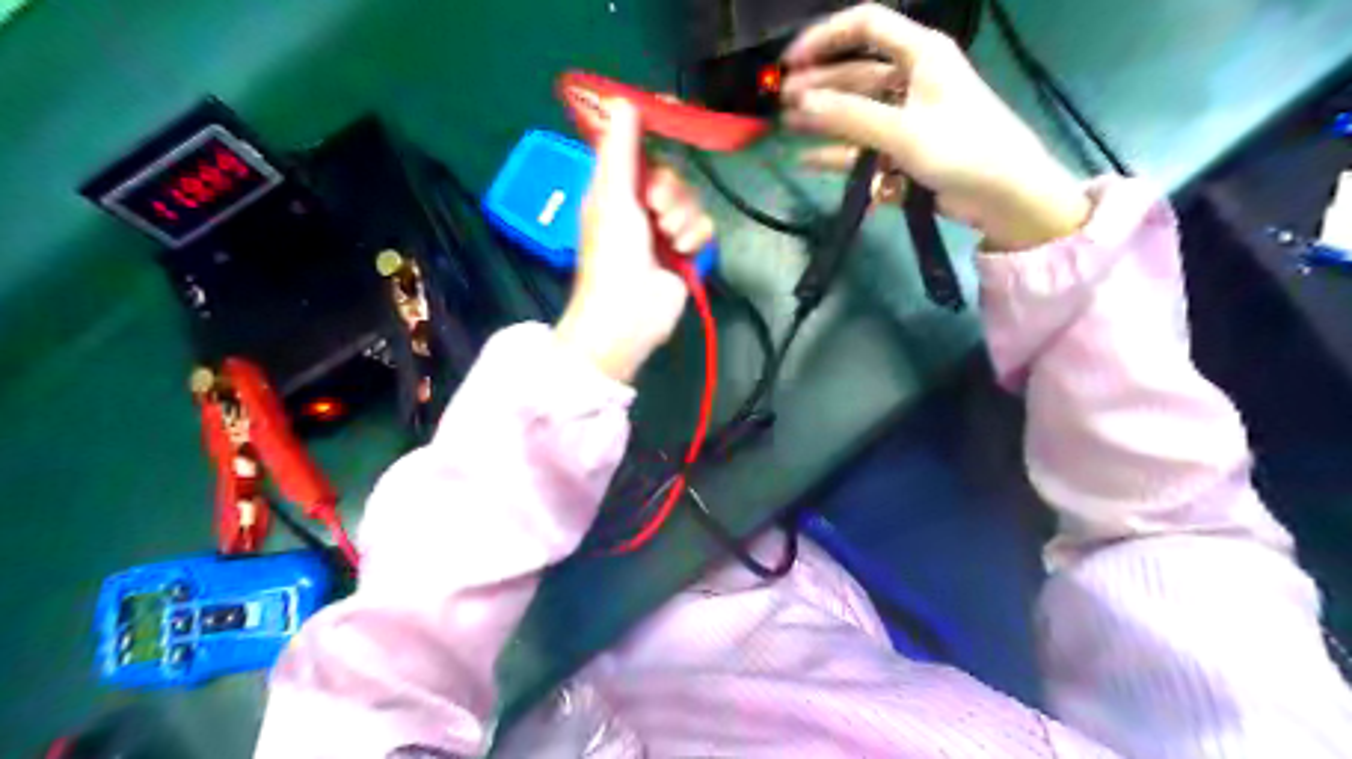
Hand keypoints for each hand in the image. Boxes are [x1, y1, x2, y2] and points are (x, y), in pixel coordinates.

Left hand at [555, 99, 716, 385]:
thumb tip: (623, 101)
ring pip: (691, 199)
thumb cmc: (612, 254)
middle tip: (655, 210)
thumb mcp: (612, 196)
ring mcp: (664, 230)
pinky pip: (704, 226)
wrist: (629, 313)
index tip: (678, 112)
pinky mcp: (686, 251)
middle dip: (669, 190)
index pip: (640, 149)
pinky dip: (695, 238)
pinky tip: (682, 252)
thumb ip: (620, 150)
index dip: (657, 131)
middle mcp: (640, 205)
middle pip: (672, 174)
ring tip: (667, 239)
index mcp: (615, 189)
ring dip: (682, 217)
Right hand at [783, 4, 1085, 250]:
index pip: (865, 26)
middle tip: (782, 103)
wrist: (1006, 197)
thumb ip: (850, 117)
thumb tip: (800, 104)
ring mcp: (908, 117)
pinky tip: (809, 160)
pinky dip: (840, 154)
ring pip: (857, 111)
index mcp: (921, 54)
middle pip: (855, 72)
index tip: (790, 63)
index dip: (824, 38)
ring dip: (825, 119)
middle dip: (819, 85)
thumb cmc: (963, 149)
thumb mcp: (904, 131)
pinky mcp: (905, 150)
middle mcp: (912, 79)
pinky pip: (865, 146)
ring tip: (789, 127)